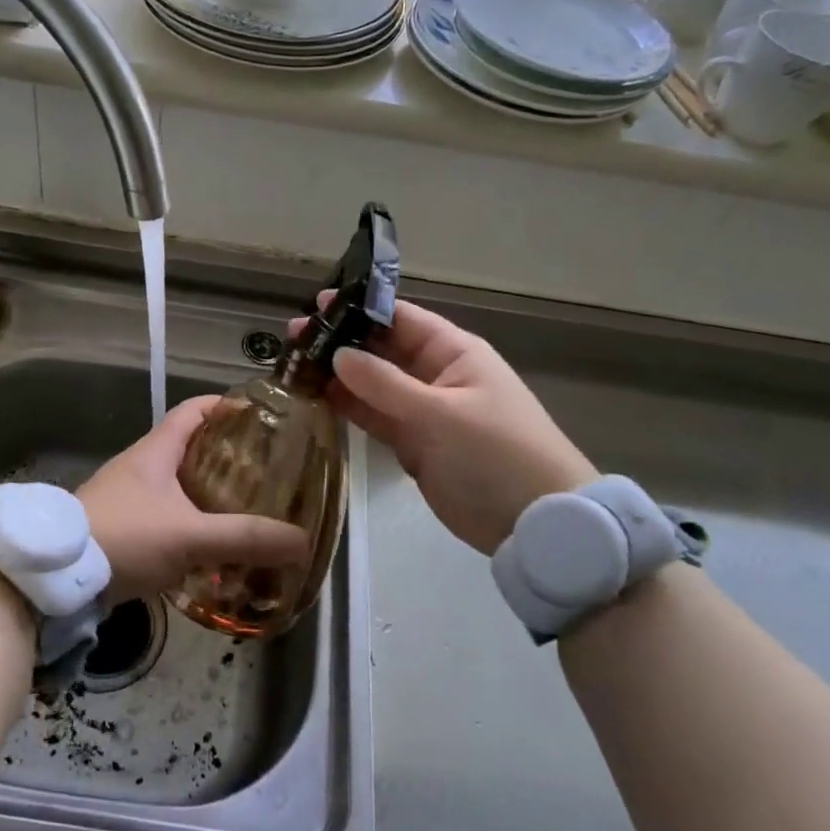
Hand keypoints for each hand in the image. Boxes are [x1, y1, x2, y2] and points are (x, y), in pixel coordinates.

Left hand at [79, 397, 305, 602]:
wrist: (54, 577)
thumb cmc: (123, 537)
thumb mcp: (189, 536)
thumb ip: (244, 538)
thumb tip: (301, 541)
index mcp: (155, 450)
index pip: (193, 410)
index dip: (225, 406)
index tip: (260, 416)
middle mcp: (140, 466)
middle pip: (189, 448)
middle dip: (226, 457)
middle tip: (265, 472)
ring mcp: (127, 498)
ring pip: (176, 485)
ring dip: (208, 494)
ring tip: (245, 510)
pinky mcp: (119, 528)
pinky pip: (164, 516)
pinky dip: (189, 524)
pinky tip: (209, 549)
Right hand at [295, 297, 596, 554]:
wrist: (537, 525)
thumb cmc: (496, 454)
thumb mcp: (441, 415)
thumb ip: (385, 385)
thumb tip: (338, 354)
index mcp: (453, 353)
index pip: (400, 318)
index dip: (360, 309)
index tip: (316, 306)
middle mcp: (435, 375)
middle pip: (380, 350)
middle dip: (339, 342)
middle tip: (292, 338)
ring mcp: (422, 411)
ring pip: (372, 385)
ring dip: (336, 376)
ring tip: (292, 365)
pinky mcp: (413, 444)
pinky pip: (374, 417)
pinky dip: (347, 408)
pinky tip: (314, 398)